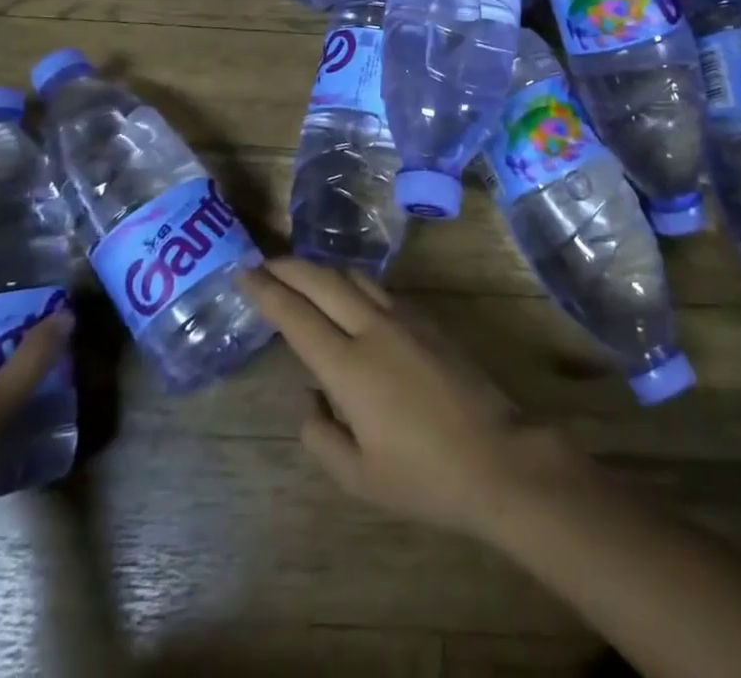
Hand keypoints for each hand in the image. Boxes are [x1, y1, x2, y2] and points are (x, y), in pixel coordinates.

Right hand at [240, 259, 573, 540]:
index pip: (296, 316)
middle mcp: (372, 328)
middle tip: (264, 263)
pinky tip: (349, 296)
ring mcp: (405, 318)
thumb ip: (320, 435)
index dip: (267, 291)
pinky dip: (352, 282)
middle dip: (289, 267)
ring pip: (354, 277)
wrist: (496, 456)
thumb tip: (308, 396)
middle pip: (323, 281)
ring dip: (322, 270)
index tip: (244, 273)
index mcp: (349, 367)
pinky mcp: (428, 319)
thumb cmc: (423, 476)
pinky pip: (380, 289)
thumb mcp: (358, 477)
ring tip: (302, 275)